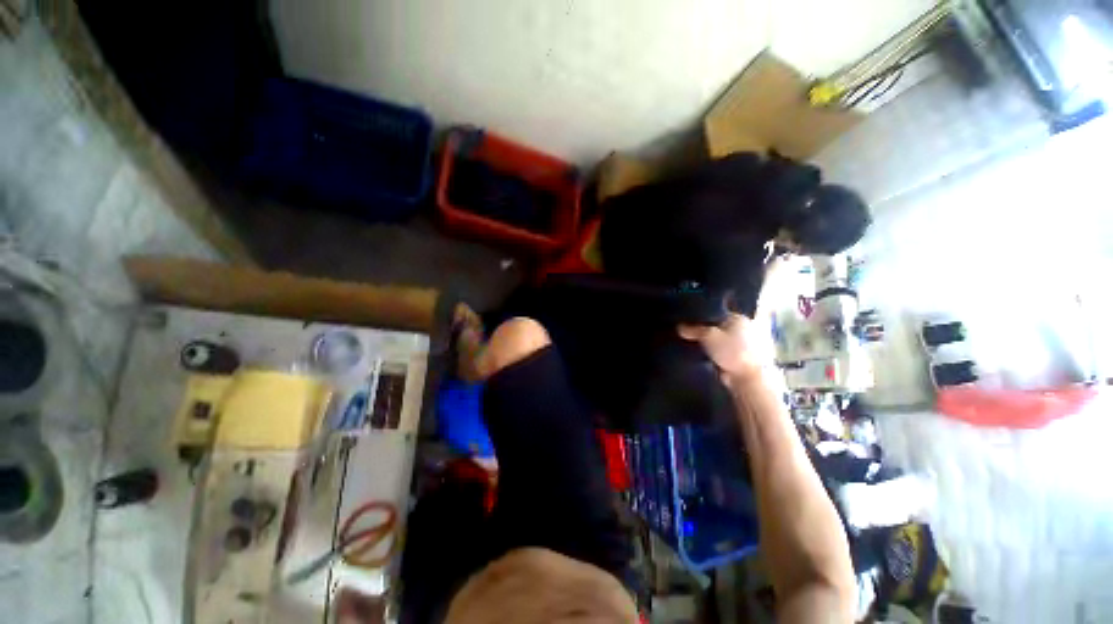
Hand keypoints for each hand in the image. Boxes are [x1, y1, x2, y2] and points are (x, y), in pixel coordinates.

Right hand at [678, 313, 766, 385]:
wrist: (747, 378)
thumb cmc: (731, 350)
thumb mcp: (707, 336)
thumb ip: (693, 330)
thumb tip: (679, 327)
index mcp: (739, 318)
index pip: (716, 313)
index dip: (701, 316)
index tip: (686, 320)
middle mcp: (743, 329)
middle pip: (717, 327)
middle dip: (703, 330)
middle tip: (686, 332)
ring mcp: (741, 345)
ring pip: (718, 341)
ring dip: (707, 344)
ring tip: (689, 343)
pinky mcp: (738, 359)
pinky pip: (719, 352)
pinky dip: (711, 354)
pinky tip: (699, 355)